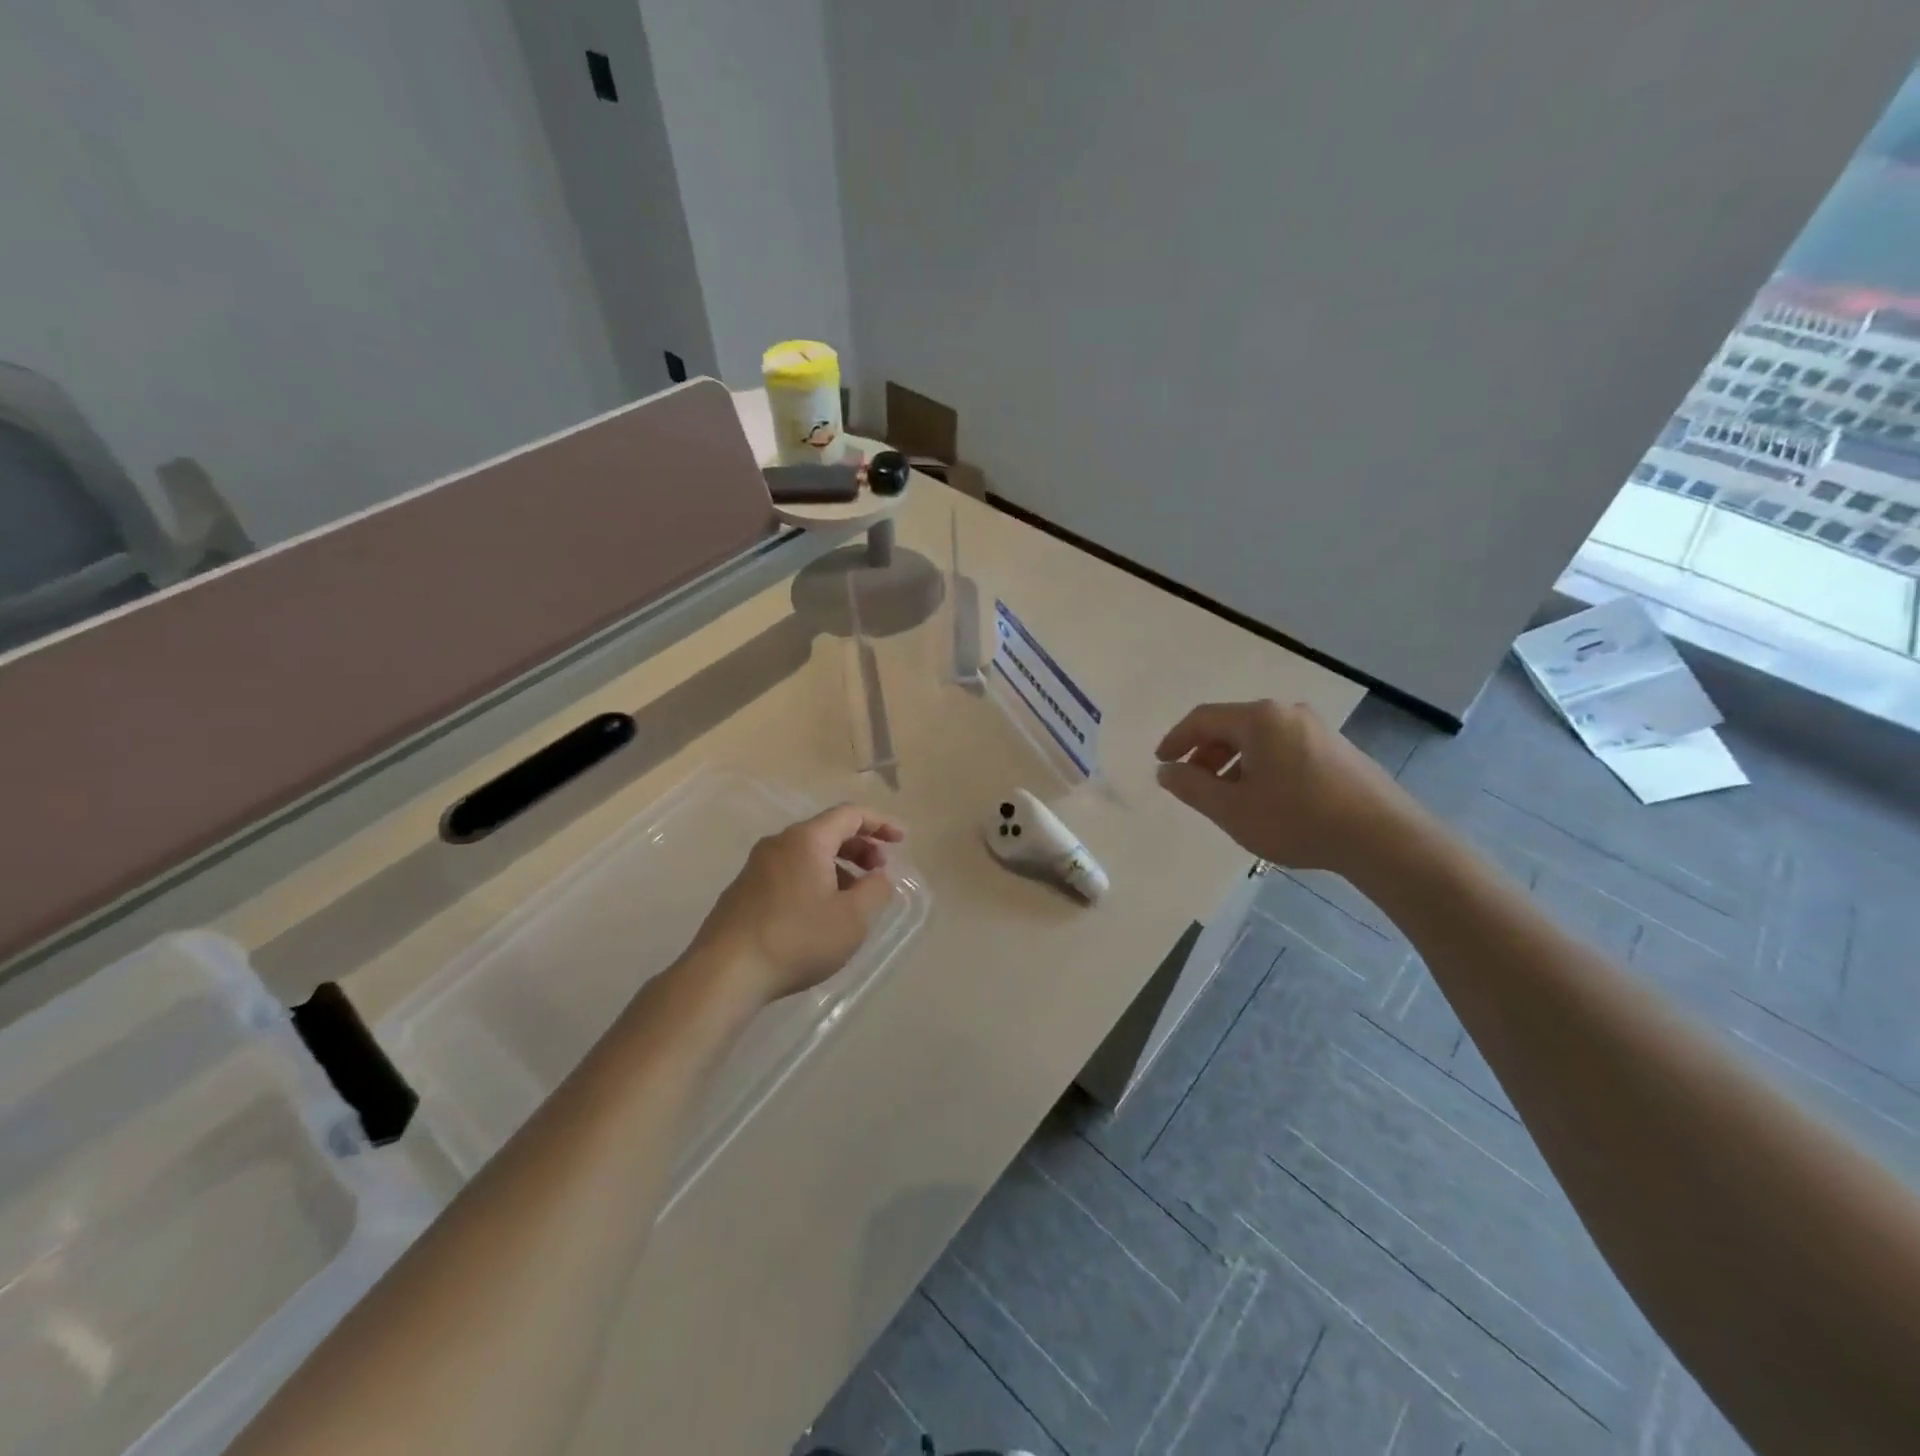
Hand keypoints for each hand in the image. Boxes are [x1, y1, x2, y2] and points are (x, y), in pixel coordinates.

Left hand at [690, 804, 904, 1003]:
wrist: (725, 972)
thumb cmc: (797, 939)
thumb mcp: (852, 919)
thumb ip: (875, 891)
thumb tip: (878, 878)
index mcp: (807, 840)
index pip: (850, 814)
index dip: (880, 823)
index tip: (901, 840)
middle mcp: (779, 843)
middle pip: (827, 831)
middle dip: (859, 846)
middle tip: (879, 871)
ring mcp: (756, 866)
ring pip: (807, 854)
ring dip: (837, 866)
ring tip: (853, 898)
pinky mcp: (743, 890)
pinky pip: (789, 872)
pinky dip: (814, 879)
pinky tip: (819, 913)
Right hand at [1154, 700, 1417, 877]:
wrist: (1383, 837)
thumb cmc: (1297, 819)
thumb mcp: (1232, 809)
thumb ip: (1191, 787)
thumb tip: (1165, 771)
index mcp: (1258, 719)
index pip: (1203, 719)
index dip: (1176, 740)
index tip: (1162, 763)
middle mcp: (1286, 713)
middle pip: (1232, 726)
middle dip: (1205, 753)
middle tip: (1192, 784)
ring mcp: (1316, 729)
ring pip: (1258, 738)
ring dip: (1232, 762)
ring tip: (1226, 797)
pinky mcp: (1336, 748)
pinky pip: (1282, 748)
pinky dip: (1260, 766)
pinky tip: (1264, 798)